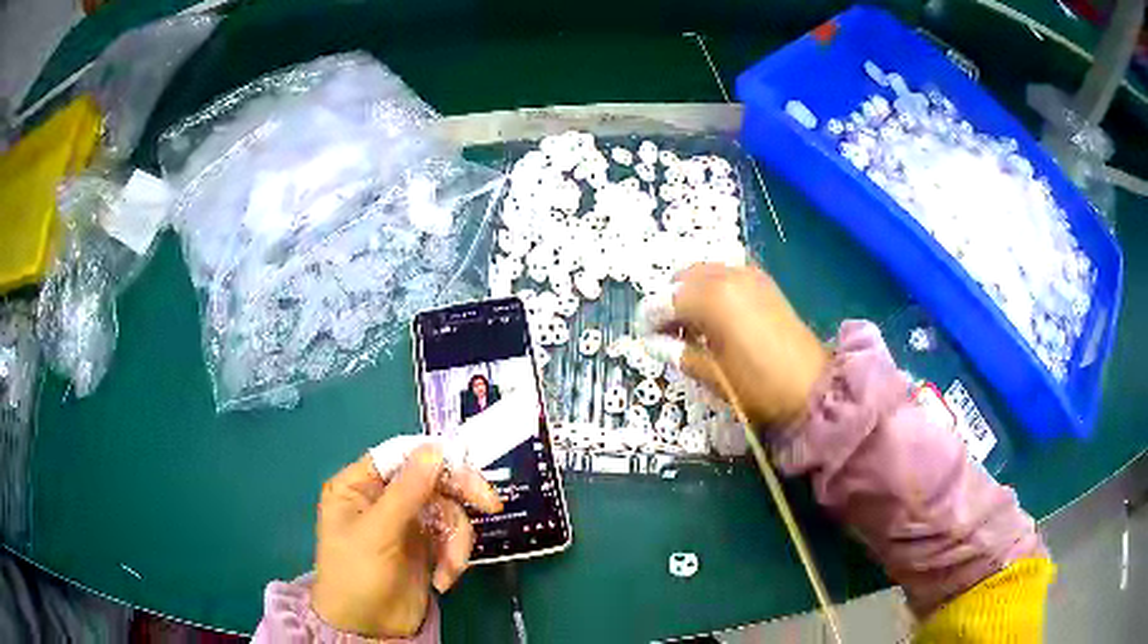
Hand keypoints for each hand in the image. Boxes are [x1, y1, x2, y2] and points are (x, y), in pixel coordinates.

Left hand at [311, 444, 501, 637]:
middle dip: (460, 496)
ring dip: (456, 541)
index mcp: (359, 486)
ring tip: (451, 569)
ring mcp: (406, 522)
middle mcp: (383, 497)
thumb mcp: (378, 533)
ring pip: (448, 511)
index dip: (433, 457)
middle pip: (431, 479)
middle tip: (491, 505)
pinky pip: (452, 537)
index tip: (466, 468)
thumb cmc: (356, 576)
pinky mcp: (426, 545)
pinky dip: (454, 557)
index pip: (400, 455)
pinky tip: (443, 580)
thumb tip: (434, 449)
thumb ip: (406, 492)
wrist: (368, 629)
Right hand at [640, 263, 828, 428]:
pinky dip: (711, 289)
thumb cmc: (758, 385)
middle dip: (669, 302)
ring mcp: (748, 275)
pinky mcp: (763, 282)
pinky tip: (716, 318)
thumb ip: (678, 353)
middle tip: (668, 334)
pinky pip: (725, 275)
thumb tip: (653, 342)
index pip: (665, 299)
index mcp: (712, 297)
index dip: (649, 318)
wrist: (813, 386)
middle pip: (683, 279)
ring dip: (690, 294)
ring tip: (692, 328)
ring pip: (704, 273)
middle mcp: (728, 275)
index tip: (644, 337)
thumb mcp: (713, 374)